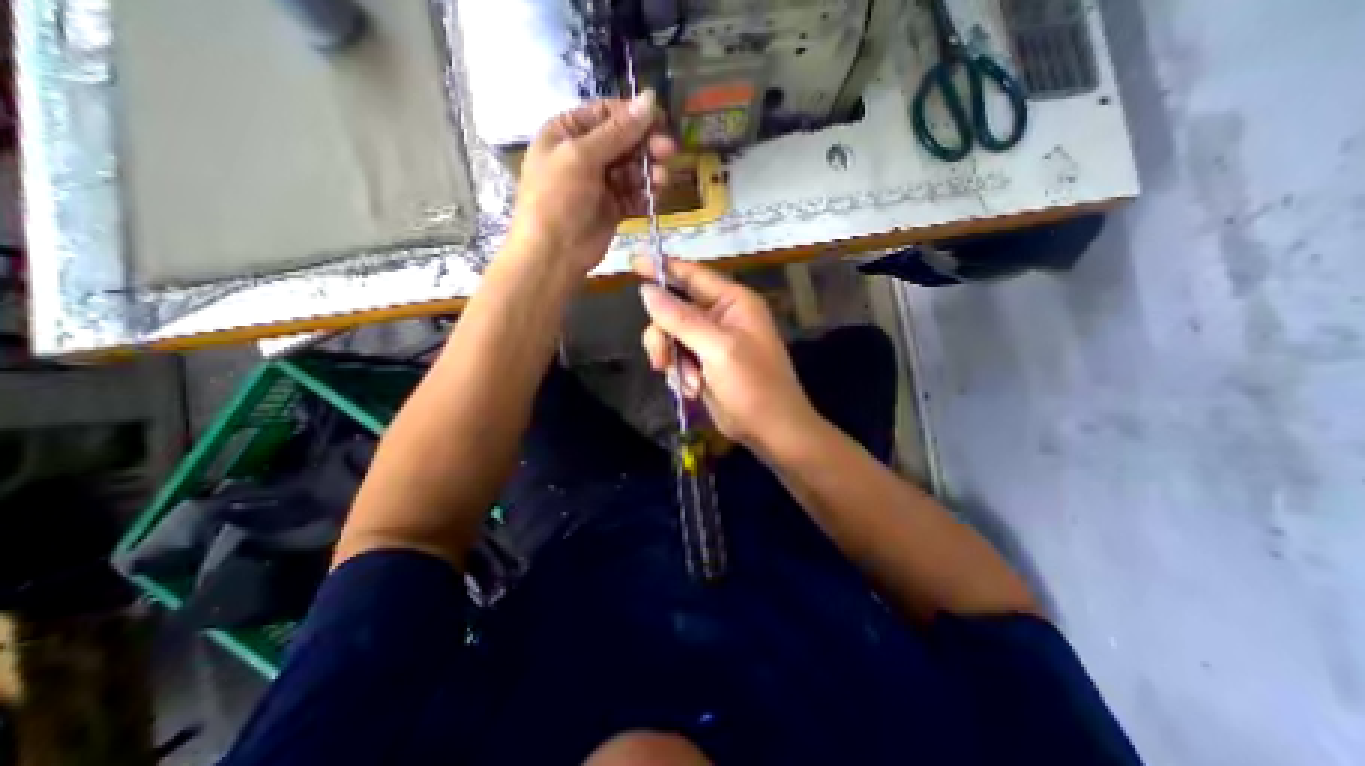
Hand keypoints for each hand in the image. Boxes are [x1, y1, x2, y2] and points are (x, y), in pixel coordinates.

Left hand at [507, 93, 674, 275]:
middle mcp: (584, 155)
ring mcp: (599, 184)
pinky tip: (654, 197)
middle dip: (646, 146)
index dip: (633, 115)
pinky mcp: (612, 209)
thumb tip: (649, 98)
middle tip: (667, 151)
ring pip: (632, 170)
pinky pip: (634, 195)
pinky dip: (645, 195)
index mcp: (567, 132)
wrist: (554, 253)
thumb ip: (617, 131)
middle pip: (623, 142)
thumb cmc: (558, 198)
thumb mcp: (582, 156)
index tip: (659, 120)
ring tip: (661, 180)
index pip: (606, 114)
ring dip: (649, 172)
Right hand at [633, 257, 812, 448]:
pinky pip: (676, 358)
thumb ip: (680, 319)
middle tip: (660, 359)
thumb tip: (646, 292)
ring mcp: (711, 342)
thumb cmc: (754, 385)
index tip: (632, 262)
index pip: (692, 275)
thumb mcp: (718, 348)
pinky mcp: (703, 364)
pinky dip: (679, 374)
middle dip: (663, 336)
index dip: (662, 268)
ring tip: (688, 383)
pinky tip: (693, 390)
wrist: (770, 430)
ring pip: (670, 337)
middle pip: (673, 310)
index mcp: (733, 302)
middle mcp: (721, 317)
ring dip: (672, 361)